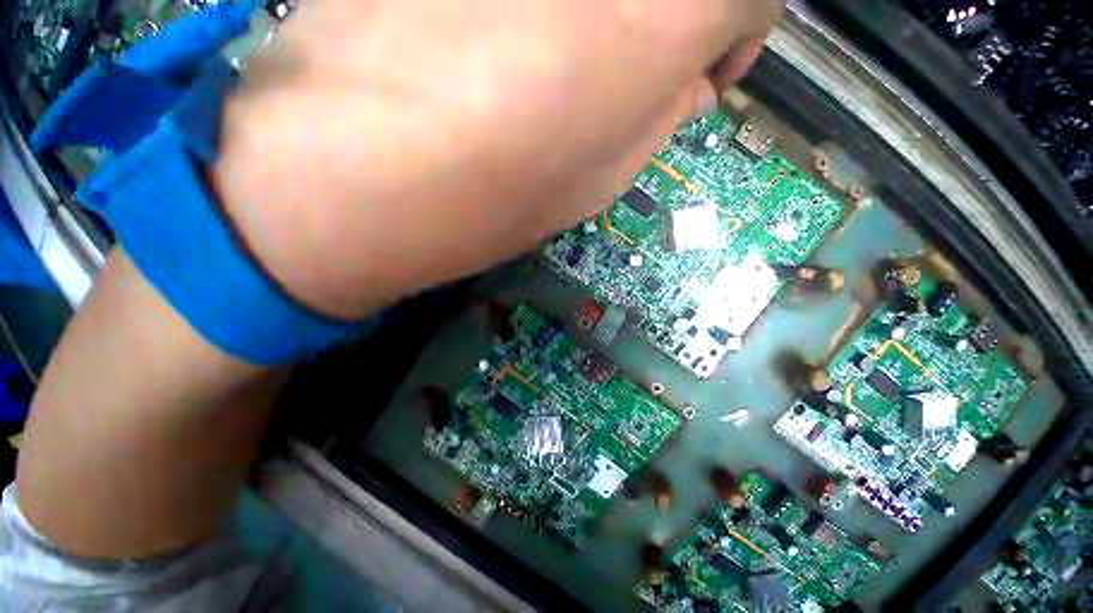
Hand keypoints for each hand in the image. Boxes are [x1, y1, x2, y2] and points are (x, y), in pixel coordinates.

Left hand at [215, 0, 780, 319]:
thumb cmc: (492, 199)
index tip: (707, 72)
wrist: (352, 180)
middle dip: (678, 18)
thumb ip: (658, 117)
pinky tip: (516, 35)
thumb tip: (689, 83)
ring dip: (614, 10)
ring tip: (575, 60)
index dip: (741, 33)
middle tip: (644, 68)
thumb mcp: (600, 179)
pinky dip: (554, 5)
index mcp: (661, 13)